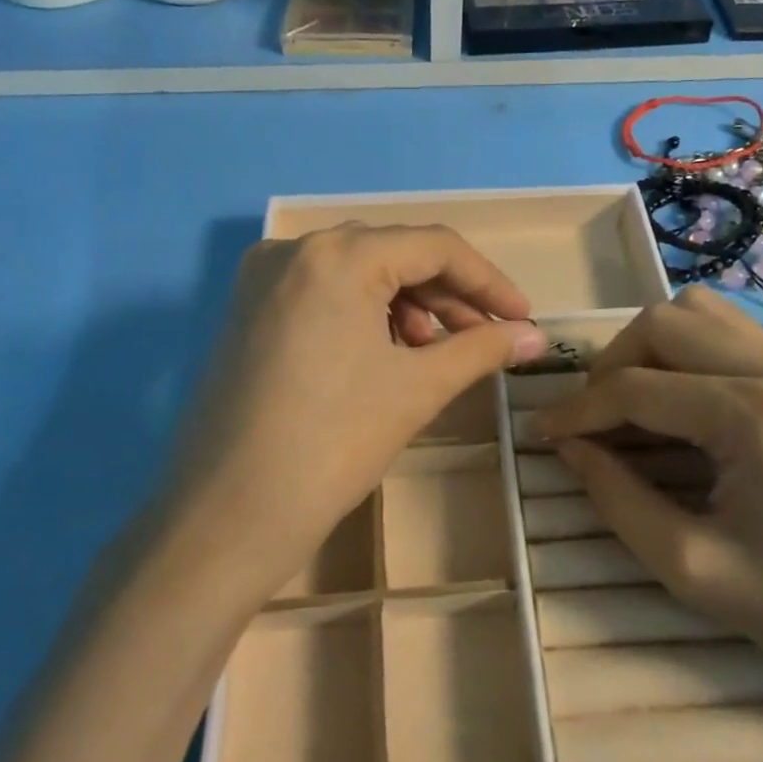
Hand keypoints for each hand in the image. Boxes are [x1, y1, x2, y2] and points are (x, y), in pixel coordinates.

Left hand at [156, 224, 545, 603]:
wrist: (228, 515)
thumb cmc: (332, 443)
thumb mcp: (417, 389)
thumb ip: (481, 349)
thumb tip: (535, 337)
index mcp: (337, 255)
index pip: (434, 246)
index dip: (488, 281)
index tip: (522, 320)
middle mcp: (293, 249)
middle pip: (393, 253)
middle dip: (446, 294)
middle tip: (483, 338)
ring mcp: (262, 279)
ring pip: (356, 272)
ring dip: (406, 304)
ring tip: (430, 353)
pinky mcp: (247, 311)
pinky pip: (322, 293)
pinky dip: (363, 313)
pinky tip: (384, 354)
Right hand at [534, 285, 762, 700]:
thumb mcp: (693, 569)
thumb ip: (616, 499)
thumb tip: (569, 447)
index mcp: (755, 416)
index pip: (636, 387)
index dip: (577, 410)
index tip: (540, 434)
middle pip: (663, 322)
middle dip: (611, 366)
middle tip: (592, 420)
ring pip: (699, 313)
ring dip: (650, 350)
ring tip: (632, 406)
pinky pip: (730, 336)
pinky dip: (687, 356)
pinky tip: (680, 410)